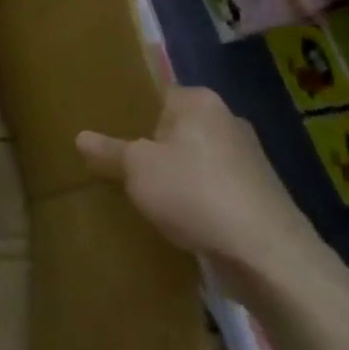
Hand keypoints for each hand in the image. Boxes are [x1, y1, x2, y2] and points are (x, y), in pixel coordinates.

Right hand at [77, 85, 325, 286]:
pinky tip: (175, 218)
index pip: (156, 95)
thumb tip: (81, 137)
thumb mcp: (136, 168)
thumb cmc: (194, 192)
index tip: (106, 131)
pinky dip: (194, 199)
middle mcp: (228, 122)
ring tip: (141, 193)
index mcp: (200, 102)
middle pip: (175, 128)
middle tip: (116, 163)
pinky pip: (211, 188)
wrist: (267, 254)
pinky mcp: (258, 196)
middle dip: (151, 146)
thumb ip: (109, 151)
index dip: (130, 113)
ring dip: (173, 175)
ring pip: (194, 160)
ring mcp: (248, 160)